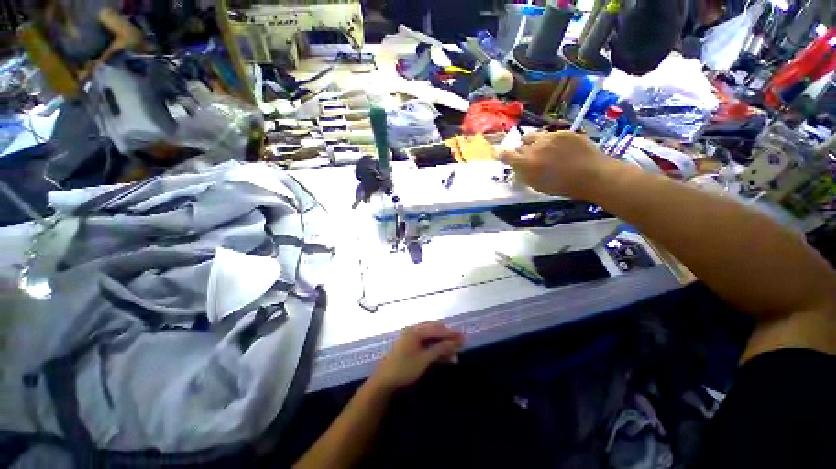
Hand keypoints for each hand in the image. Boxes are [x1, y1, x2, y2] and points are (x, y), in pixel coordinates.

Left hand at [370, 322, 464, 390]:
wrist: (384, 382)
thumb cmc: (404, 369)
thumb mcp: (424, 359)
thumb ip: (440, 349)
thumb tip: (455, 342)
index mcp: (415, 330)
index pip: (437, 329)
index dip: (450, 333)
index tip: (463, 337)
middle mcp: (413, 331)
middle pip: (434, 331)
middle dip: (448, 338)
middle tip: (461, 343)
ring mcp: (411, 339)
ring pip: (431, 339)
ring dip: (443, 345)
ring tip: (455, 353)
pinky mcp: (410, 348)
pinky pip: (426, 345)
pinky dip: (435, 350)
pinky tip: (444, 357)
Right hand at [498, 131, 615, 199]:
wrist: (592, 175)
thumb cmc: (563, 187)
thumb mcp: (537, 186)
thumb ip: (524, 175)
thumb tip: (517, 168)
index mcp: (526, 163)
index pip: (506, 155)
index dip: (501, 154)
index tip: (501, 155)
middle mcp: (534, 147)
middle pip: (520, 146)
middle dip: (521, 151)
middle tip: (529, 158)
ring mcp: (549, 137)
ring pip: (532, 136)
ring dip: (533, 143)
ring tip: (542, 149)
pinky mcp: (563, 132)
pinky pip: (549, 134)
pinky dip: (550, 141)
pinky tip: (560, 148)